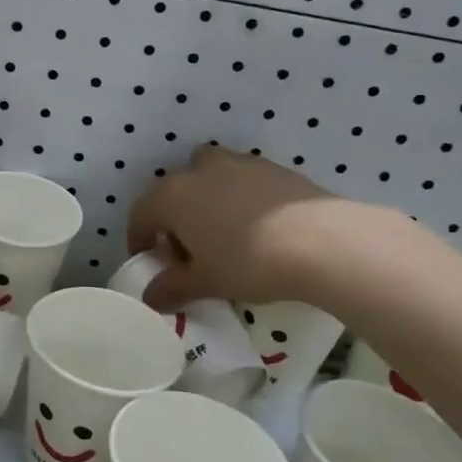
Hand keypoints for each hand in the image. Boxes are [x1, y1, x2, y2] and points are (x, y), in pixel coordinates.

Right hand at [126, 145, 353, 308]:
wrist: (321, 241)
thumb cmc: (248, 262)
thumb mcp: (207, 282)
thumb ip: (173, 287)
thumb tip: (151, 297)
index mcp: (173, 196)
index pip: (141, 213)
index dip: (139, 238)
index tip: (148, 260)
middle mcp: (200, 171)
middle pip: (176, 189)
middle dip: (175, 216)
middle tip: (189, 249)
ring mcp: (240, 164)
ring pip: (211, 175)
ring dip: (208, 198)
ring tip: (225, 232)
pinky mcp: (275, 169)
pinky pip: (245, 180)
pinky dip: (242, 197)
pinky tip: (259, 226)